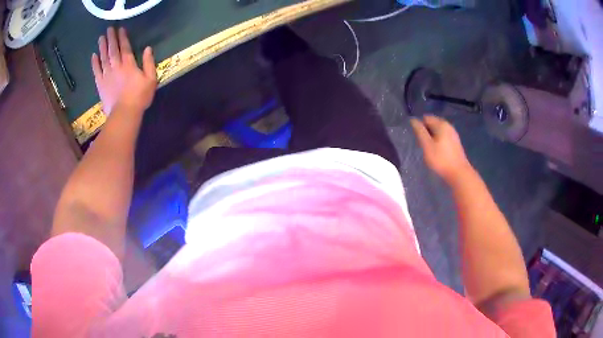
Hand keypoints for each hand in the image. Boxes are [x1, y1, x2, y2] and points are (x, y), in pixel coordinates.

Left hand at [92, 27, 156, 114]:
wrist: (124, 114)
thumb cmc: (139, 97)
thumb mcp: (151, 79)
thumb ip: (149, 63)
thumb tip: (148, 48)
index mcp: (128, 64)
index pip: (125, 47)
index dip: (122, 37)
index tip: (120, 29)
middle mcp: (116, 66)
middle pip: (113, 50)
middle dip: (111, 38)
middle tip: (108, 29)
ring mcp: (107, 75)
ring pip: (104, 58)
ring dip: (102, 47)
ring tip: (101, 38)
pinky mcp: (100, 84)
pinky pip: (96, 71)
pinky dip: (94, 63)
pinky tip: (93, 56)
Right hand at [410, 116, 472, 183]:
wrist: (459, 173)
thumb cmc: (441, 159)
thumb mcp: (427, 145)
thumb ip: (419, 131)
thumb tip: (413, 120)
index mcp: (441, 124)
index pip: (426, 118)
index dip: (419, 126)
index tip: (417, 138)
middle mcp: (448, 126)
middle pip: (433, 123)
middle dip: (426, 131)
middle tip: (423, 145)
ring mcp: (453, 134)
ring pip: (438, 131)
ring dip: (432, 137)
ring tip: (429, 149)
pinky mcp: (455, 142)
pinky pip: (443, 137)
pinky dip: (438, 141)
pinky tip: (437, 152)